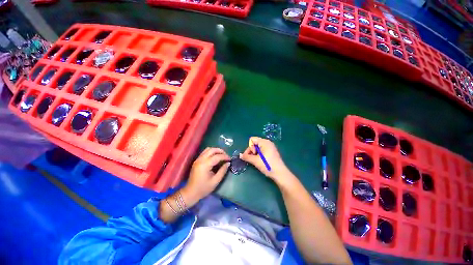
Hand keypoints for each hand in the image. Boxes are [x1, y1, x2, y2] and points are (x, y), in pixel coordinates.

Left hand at [182, 147, 229, 203]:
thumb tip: (228, 163)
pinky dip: (211, 152)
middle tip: (226, 156)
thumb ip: (222, 171)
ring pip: (208, 149)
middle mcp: (201, 159)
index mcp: (205, 165)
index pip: (217, 156)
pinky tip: (215, 157)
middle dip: (220, 151)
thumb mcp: (215, 181)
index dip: (225, 157)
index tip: (230, 159)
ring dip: (215, 150)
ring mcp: (198, 159)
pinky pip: (205, 152)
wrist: (191, 192)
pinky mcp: (197, 160)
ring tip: (221, 155)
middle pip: (212, 149)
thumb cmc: (203, 188)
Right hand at [240, 137, 291, 184]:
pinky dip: (259, 154)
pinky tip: (260, 161)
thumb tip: (240, 155)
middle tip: (252, 159)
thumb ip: (246, 157)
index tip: (252, 154)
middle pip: (255, 143)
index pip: (252, 140)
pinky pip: (262, 150)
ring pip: (258, 147)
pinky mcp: (271, 152)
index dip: (250, 147)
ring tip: (256, 161)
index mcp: (264, 142)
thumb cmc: (268, 165)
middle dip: (251, 151)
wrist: (280, 174)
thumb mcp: (255, 161)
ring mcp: (270, 147)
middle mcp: (267, 143)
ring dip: (254, 153)